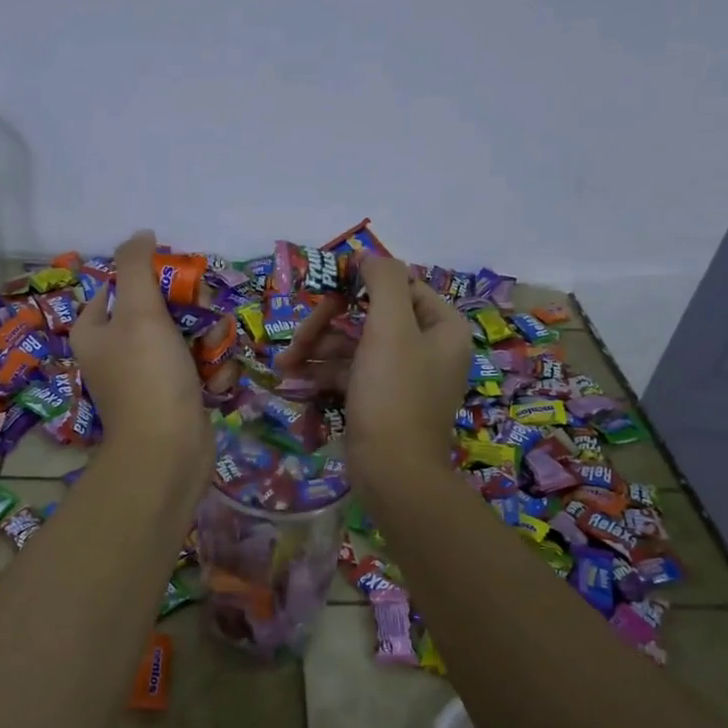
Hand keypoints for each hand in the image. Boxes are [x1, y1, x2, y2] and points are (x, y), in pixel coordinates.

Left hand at [72, 230, 211, 494]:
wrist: (169, 451)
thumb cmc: (149, 375)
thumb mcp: (139, 310)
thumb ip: (137, 266)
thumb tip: (141, 234)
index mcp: (94, 330)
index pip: (120, 284)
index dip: (153, 276)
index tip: (181, 281)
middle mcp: (115, 351)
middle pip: (158, 308)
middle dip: (191, 311)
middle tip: (205, 318)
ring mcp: (145, 375)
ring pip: (184, 336)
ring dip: (209, 340)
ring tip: (215, 353)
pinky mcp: (173, 396)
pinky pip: (196, 366)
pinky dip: (211, 369)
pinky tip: (217, 380)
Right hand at [278, 255, 472, 484]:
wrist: (393, 473)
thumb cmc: (394, 394)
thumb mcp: (390, 328)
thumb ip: (383, 281)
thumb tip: (369, 255)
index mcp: (442, 327)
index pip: (401, 285)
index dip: (361, 282)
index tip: (326, 287)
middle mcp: (427, 347)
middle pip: (370, 315)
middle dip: (328, 323)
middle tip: (298, 336)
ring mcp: (402, 376)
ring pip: (354, 345)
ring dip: (318, 348)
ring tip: (285, 362)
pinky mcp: (380, 400)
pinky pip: (350, 373)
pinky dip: (323, 372)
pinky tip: (294, 378)